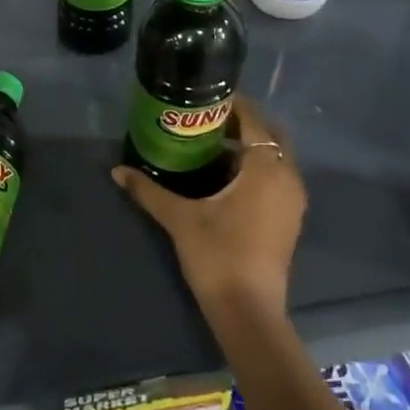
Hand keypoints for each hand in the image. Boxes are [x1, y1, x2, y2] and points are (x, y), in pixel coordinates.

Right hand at [112, 97, 305, 323]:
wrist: (248, 310)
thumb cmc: (217, 254)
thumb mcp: (179, 218)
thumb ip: (148, 190)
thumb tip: (117, 170)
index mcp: (265, 168)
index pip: (255, 121)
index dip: (234, 105)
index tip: (207, 99)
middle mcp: (287, 178)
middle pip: (271, 136)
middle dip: (244, 125)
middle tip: (208, 122)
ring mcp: (293, 201)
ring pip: (276, 159)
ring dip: (251, 148)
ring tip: (213, 147)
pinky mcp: (290, 219)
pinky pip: (277, 178)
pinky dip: (257, 169)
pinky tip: (227, 179)